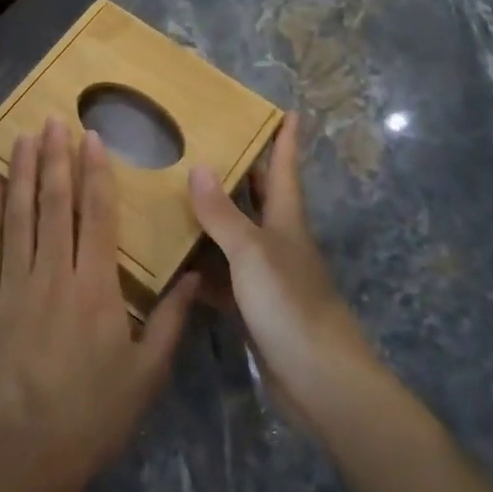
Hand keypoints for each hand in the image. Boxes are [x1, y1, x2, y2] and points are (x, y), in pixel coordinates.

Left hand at [0, 117, 198, 491]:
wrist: (24, 453)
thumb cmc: (92, 415)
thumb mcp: (146, 374)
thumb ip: (170, 322)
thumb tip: (196, 278)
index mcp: (94, 287)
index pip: (96, 215)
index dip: (94, 172)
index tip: (91, 137)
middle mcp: (52, 273)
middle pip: (54, 203)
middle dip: (54, 157)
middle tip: (53, 119)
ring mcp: (12, 284)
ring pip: (17, 215)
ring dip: (20, 173)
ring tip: (22, 137)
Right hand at [187, 113, 374, 424]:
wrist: (319, 381)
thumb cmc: (290, 305)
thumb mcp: (251, 253)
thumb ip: (222, 214)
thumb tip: (198, 166)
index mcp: (286, 221)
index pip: (285, 169)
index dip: (287, 139)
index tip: (289, 110)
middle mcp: (278, 242)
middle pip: (260, 198)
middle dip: (243, 171)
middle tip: (210, 143)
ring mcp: (266, 277)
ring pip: (235, 236)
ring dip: (213, 217)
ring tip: (176, 193)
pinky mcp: (254, 308)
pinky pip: (222, 276)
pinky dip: (201, 266)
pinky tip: (173, 260)